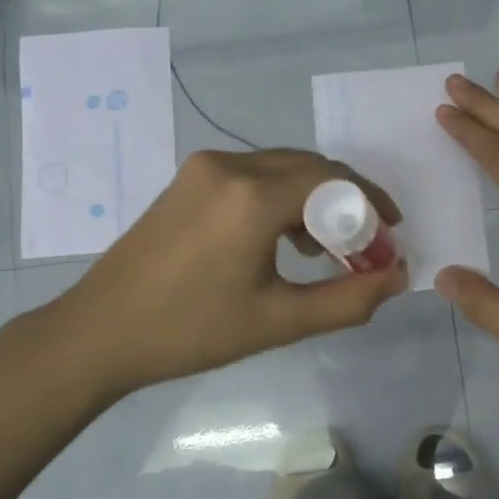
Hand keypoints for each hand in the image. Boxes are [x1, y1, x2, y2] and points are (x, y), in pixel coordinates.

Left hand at [42, 148, 407, 399]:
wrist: (101, 332)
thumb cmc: (191, 331)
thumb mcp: (279, 321)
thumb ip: (348, 299)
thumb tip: (398, 277)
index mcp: (253, 196)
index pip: (334, 180)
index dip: (371, 205)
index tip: (391, 236)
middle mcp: (230, 165)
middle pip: (310, 167)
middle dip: (346, 202)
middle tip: (364, 246)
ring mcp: (204, 168)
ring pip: (282, 168)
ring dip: (314, 199)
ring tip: (326, 249)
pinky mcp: (189, 179)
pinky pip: (253, 175)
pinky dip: (281, 197)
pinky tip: (284, 238)